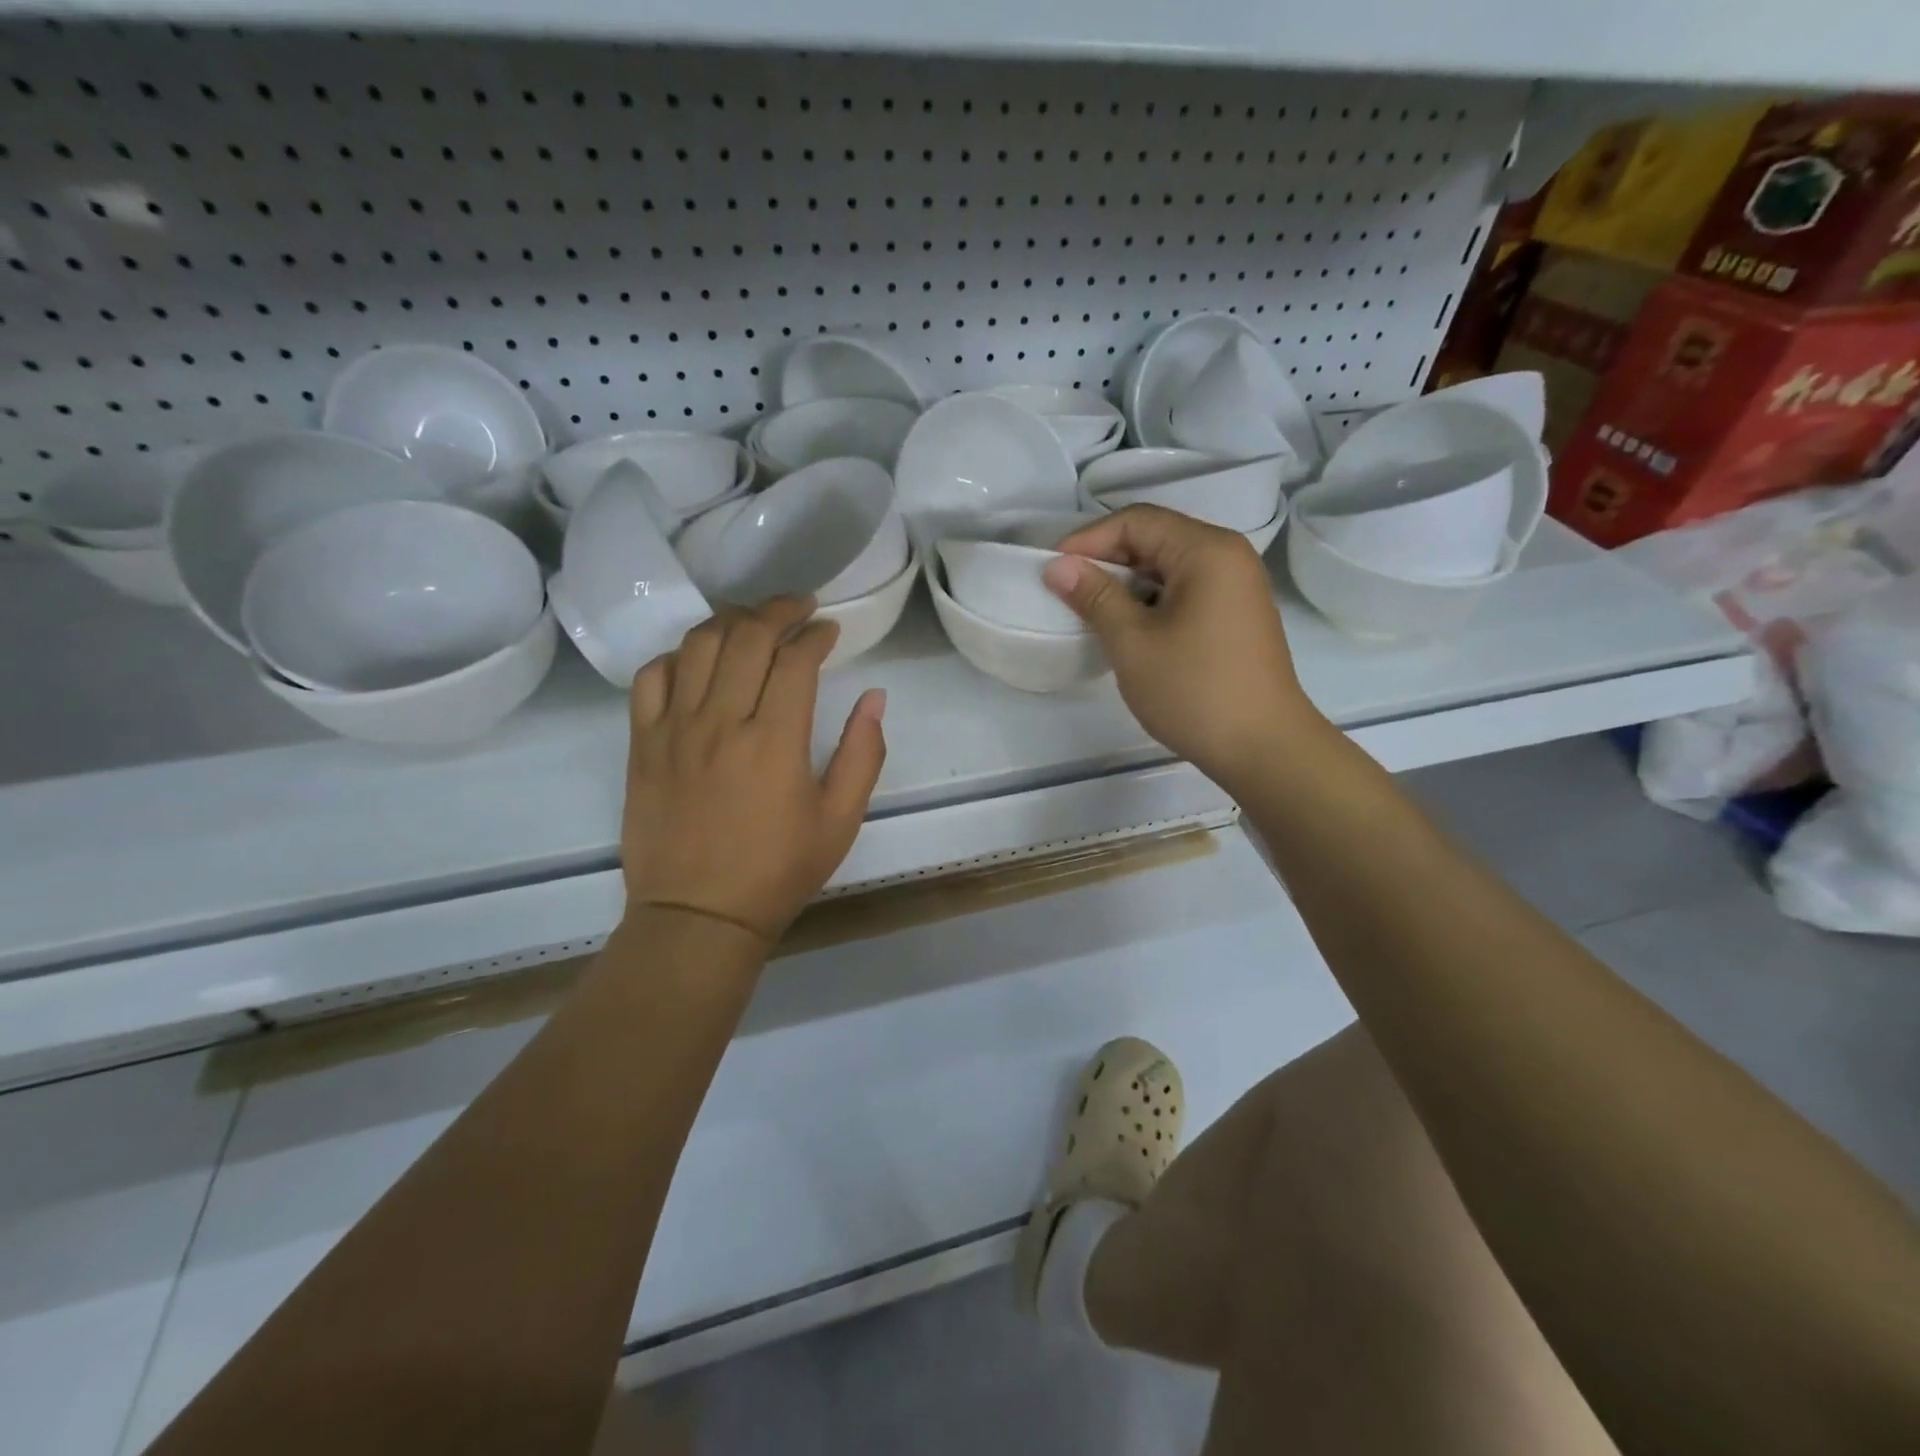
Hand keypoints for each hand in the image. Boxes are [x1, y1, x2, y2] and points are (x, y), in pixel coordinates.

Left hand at [621, 597, 886, 944]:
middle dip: (778, 610)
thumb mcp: (840, 820)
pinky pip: (651, 677)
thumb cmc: (777, 871)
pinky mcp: (642, 743)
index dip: (815, 634)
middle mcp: (721, 722)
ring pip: (697, 645)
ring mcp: (674, 730)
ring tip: (752, 621)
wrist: (698, 916)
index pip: (795, 659)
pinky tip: (697, 660)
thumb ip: (863, 754)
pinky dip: (677, 655)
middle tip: (798, 607)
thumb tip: (874, 698)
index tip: (828, 630)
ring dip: (729, 621)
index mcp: (774, 742)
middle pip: (746, 637)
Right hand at [1042, 505, 1323, 791]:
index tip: (1053, 569)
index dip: (1089, 539)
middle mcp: (1228, 556)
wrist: (1264, 748)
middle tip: (1066, 588)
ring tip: (1090, 608)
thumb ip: (1095, 597)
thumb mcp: (1133, 643)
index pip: (1137, 521)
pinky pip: (1186, 589)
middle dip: (1107, 558)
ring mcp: (1237, 586)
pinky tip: (1127, 626)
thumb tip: (1058, 566)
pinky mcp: (1237, 615)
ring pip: (1170, 566)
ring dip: (1127, 581)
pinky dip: (1151, 599)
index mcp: (1207, 551)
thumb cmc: (1194, 691)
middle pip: (1156, 537)